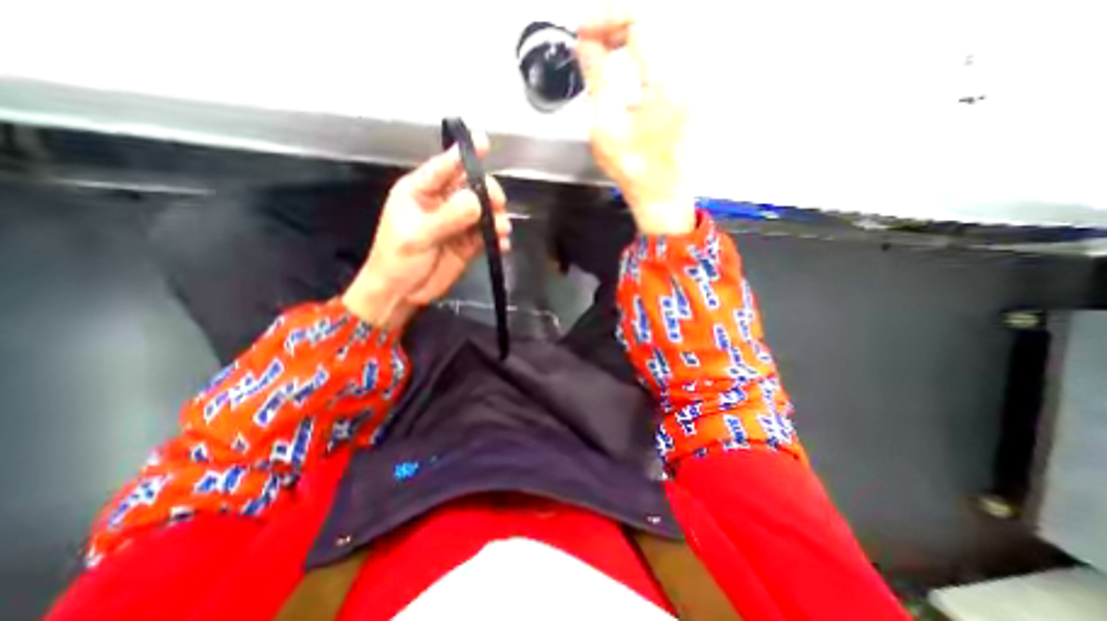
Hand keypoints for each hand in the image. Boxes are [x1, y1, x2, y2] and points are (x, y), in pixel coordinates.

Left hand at [341, 133, 510, 331]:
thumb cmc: (398, 260)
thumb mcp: (418, 236)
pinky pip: (488, 234)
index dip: (464, 155)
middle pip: (472, 188)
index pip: (444, 167)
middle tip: (498, 206)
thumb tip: (478, 201)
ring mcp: (458, 223)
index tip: (485, 143)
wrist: (402, 293)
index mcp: (421, 191)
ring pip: (484, 211)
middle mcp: (442, 203)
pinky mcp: (469, 243)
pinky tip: (502, 244)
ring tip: (500, 230)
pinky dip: (498, 237)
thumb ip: (448, 217)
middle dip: (488, 193)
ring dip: (496, 218)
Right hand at [575, 15, 694, 238]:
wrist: (659, 195)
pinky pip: (660, 60)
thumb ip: (596, 79)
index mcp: (664, 79)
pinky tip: (620, 70)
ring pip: (656, 40)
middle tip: (588, 42)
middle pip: (650, 24)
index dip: (605, 19)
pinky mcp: (682, 95)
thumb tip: (586, 45)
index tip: (583, 32)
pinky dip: (637, 56)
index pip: (638, 19)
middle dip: (614, 26)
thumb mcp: (605, 126)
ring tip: (600, 54)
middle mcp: (682, 74)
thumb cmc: (634, 170)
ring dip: (625, 41)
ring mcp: (686, 85)